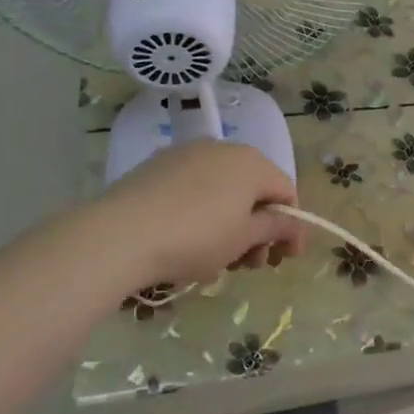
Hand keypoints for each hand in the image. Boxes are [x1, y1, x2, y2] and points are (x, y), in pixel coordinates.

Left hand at [96, 141, 306, 291]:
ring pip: (222, 190)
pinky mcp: (156, 167)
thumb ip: (276, 228)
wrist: (119, 235)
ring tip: (216, 260)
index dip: (291, 227)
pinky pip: (193, 190)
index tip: (284, 259)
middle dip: (259, 229)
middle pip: (254, 191)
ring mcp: (186, 155)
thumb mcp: (244, 238)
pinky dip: (202, 212)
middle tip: (249, 265)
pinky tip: (187, 241)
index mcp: (252, 162)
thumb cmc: (196, 237)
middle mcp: (223, 149)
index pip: (286, 192)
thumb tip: (294, 224)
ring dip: (230, 224)